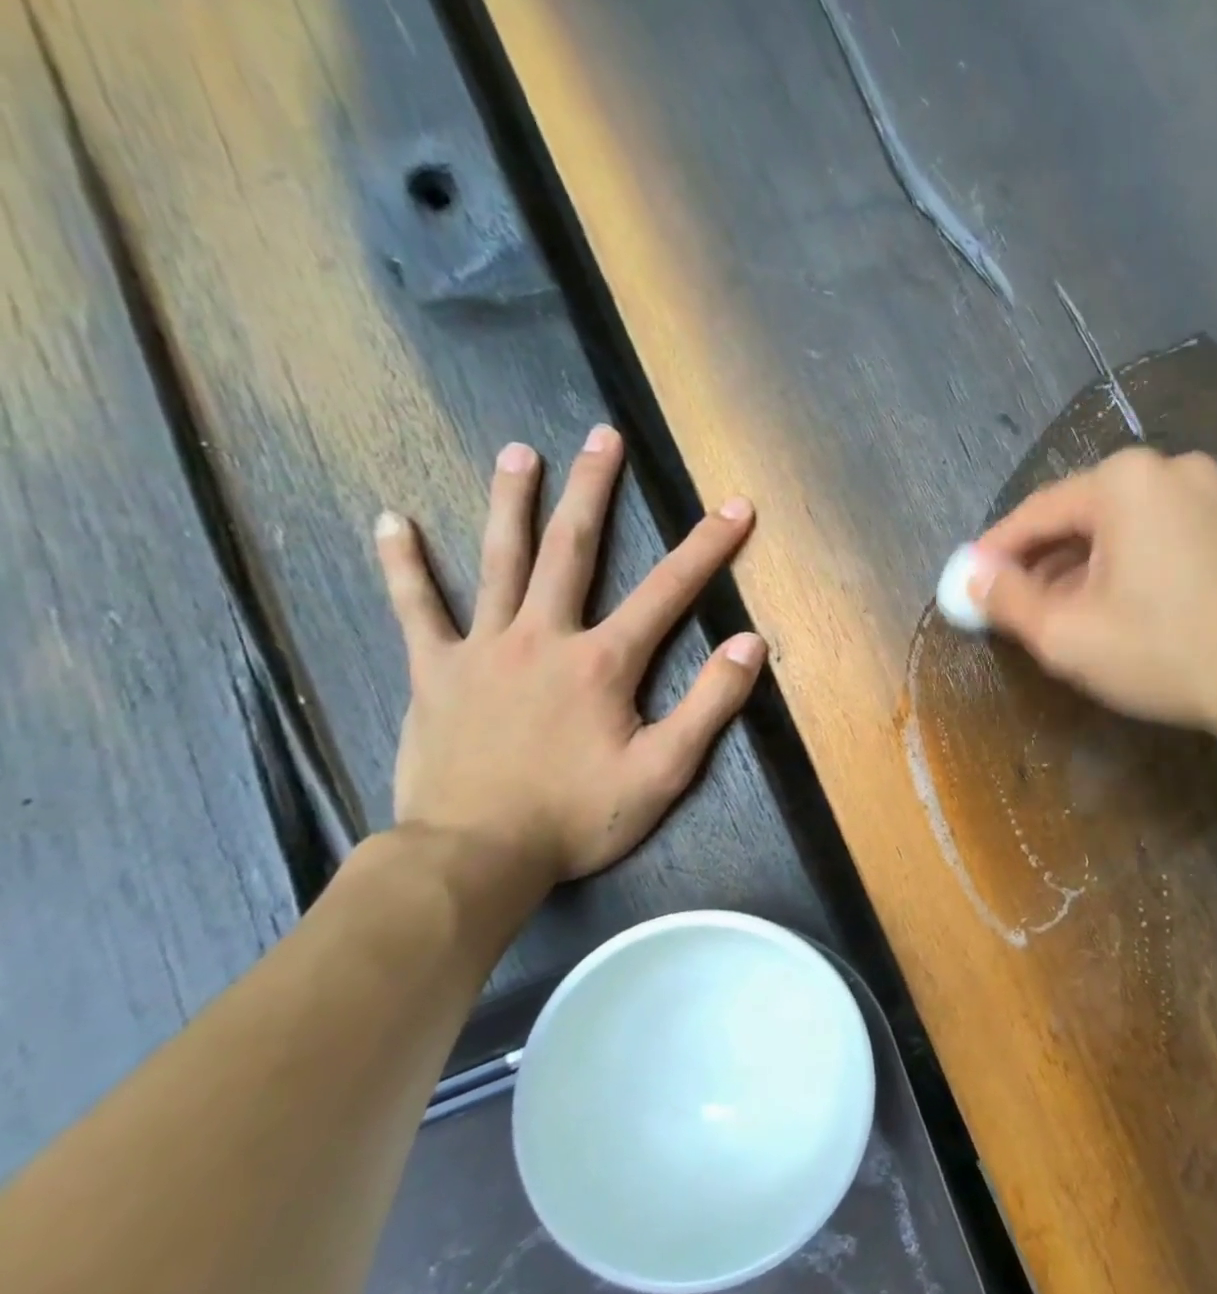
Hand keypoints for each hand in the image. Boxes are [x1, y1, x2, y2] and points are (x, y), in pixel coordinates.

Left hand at [374, 424, 764, 889]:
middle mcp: (543, 637)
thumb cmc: (577, 816)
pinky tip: (391, 520)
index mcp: (603, 662)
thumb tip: (749, 643)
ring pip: (498, 561)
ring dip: (511, 502)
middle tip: (603, 436)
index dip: (707, 546)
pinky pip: (415, 608)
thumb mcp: (664, 772)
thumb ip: (711, 705)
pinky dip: (403, 564)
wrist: (474, 857)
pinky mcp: (435, 671)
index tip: (735, 507)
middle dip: (594, 489)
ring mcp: (483, 649)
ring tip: (519, 452)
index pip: (668, 591)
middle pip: (572, 549)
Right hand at [971, 447, 1216, 731]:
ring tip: (1052, 613)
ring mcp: (1202, 492)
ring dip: (1076, 566)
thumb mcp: (1065, 633)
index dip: (995, 552)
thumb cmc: (1160, 652)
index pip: (1036, 513)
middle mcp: (1163, 469)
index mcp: (1122, 481)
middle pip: (1075, 516)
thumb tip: (970, 579)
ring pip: (1112, 527)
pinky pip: (1146, 534)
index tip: (968, 583)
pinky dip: (1116, 564)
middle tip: (1009, 605)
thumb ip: (1006, 600)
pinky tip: (1103, 603)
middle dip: (1038, 562)